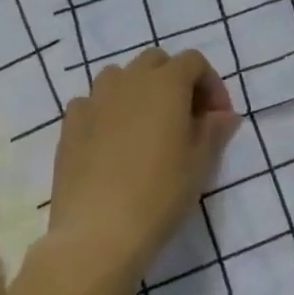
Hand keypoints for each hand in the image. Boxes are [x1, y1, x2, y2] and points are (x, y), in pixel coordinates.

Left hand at [48, 48, 241, 286]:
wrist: (98, 233)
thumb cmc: (160, 193)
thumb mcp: (200, 163)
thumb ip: (215, 130)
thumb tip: (223, 115)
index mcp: (166, 83)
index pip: (194, 62)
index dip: (211, 84)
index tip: (218, 119)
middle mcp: (128, 80)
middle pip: (156, 62)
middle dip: (175, 81)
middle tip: (186, 119)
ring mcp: (94, 100)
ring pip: (120, 77)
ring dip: (139, 91)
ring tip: (147, 128)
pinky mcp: (70, 125)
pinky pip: (92, 103)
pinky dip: (107, 111)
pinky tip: (113, 143)